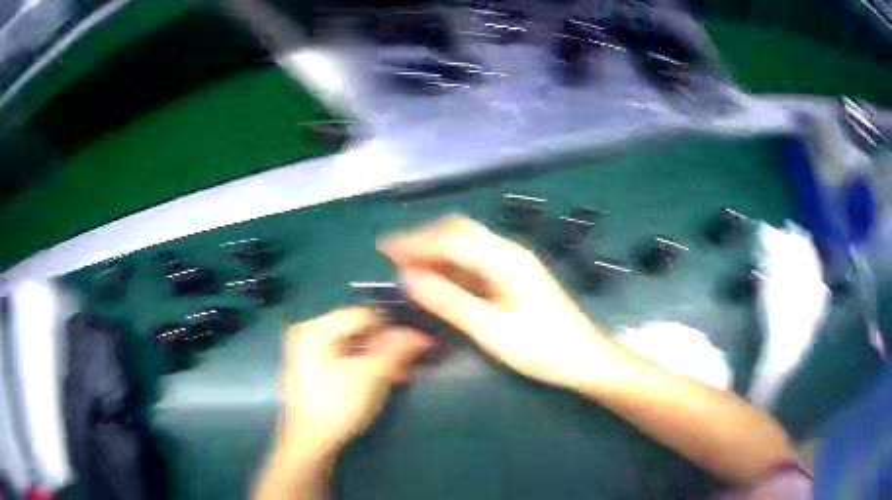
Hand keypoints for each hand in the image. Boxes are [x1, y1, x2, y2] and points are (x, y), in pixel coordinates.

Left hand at [279, 307, 433, 452]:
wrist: (311, 443)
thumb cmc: (337, 405)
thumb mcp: (371, 375)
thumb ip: (396, 350)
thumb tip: (423, 334)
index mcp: (315, 328)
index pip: (363, 315)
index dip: (394, 326)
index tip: (419, 341)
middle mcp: (309, 333)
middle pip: (358, 330)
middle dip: (389, 344)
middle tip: (415, 358)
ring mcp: (310, 353)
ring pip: (355, 347)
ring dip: (382, 357)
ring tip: (406, 370)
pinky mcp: (316, 371)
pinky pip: (347, 359)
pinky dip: (368, 366)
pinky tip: (388, 377)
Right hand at [378, 215, 620, 390]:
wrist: (586, 359)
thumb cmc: (542, 348)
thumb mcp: (490, 329)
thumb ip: (448, 300)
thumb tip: (408, 277)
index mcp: (504, 258)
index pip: (450, 238)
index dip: (414, 241)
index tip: (383, 249)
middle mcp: (510, 251)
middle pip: (459, 232)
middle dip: (424, 240)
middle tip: (392, 256)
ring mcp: (516, 264)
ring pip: (468, 245)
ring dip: (437, 251)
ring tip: (408, 266)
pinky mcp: (518, 278)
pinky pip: (478, 261)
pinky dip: (453, 265)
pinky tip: (440, 278)